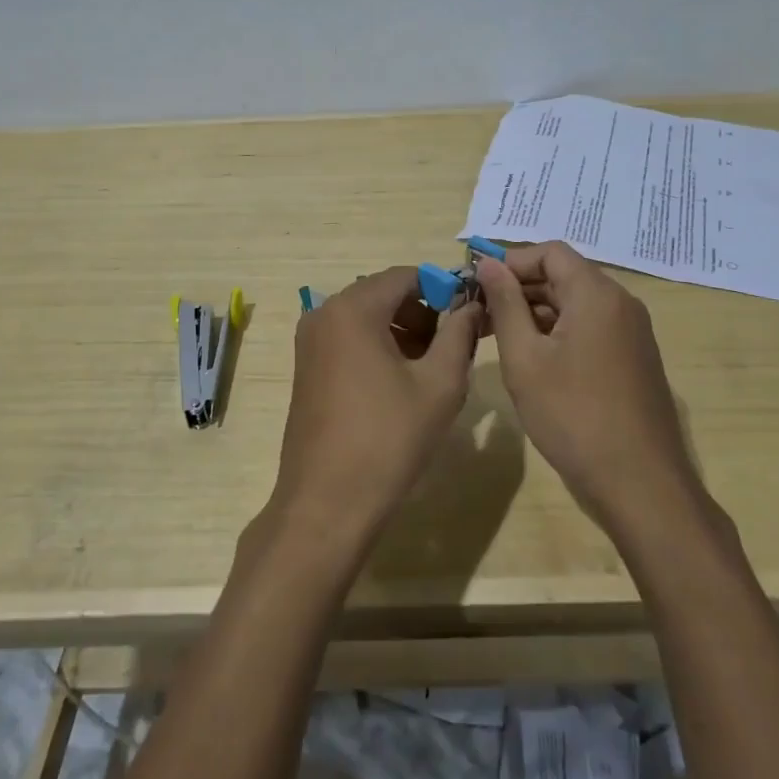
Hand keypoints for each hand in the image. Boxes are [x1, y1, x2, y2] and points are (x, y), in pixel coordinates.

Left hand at [267, 266, 480, 555]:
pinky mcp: (307, 367)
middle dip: (424, 312)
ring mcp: (310, 341)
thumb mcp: (439, 384)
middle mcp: (324, 313)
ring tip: (434, 367)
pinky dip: (379, 346)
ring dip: (403, 331)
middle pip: (385, 294)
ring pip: (367, 317)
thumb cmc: (389, 438)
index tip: (471, 315)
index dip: (444, 289)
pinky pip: (349, 339)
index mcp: (353, 309)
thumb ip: (459, 334)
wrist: (327, 502)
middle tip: (457, 344)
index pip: (407, 276)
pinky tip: (402, 382)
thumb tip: (472, 305)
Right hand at [477, 243, 706, 536]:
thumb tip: (487, 264)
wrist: (641, 485)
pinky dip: (558, 332)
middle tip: (478, 313)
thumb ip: (505, 305)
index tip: (476, 285)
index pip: (550, 252)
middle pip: (564, 275)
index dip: (510, 262)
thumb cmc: (574, 416)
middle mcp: (621, 303)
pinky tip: (532, 359)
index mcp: (597, 294)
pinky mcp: (633, 359)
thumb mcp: (525, 359)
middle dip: (519, 288)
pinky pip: (590, 327)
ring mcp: (632, 333)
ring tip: (496, 337)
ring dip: (536, 311)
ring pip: (576, 303)